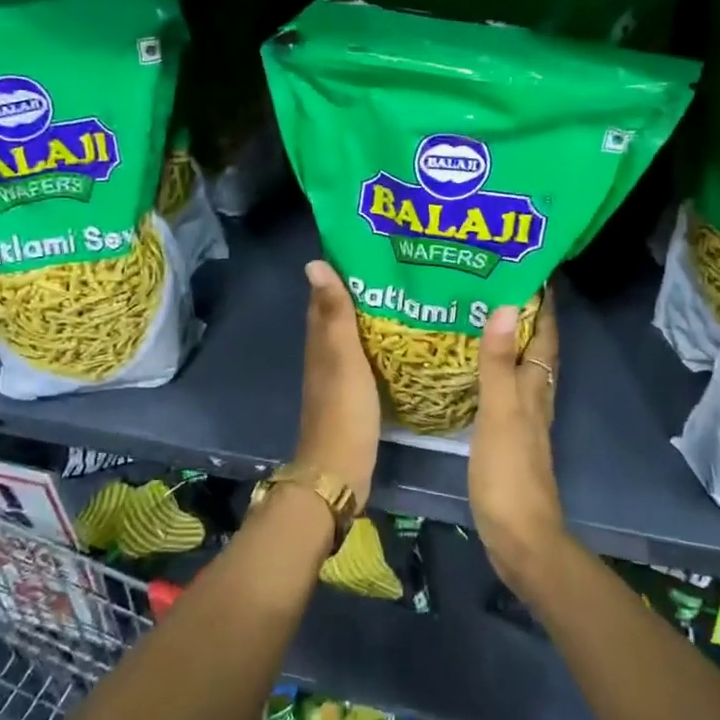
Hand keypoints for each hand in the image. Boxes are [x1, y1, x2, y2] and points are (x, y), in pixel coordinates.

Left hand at [292, 260, 380, 509]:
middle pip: (339, 316)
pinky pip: (365, 360)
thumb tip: (315, 263)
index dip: (340, 273)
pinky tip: (401, 343)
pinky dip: (378, 346)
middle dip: (361, 292)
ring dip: (371, 319)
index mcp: (320, 342)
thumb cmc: (343, 409)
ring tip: (405, 298)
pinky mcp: (354, 397)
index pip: (325, 298)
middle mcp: (325, 356)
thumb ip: (334, 313)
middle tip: (397, 271)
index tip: (368, 250)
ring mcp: (339, 378)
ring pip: (352, 338)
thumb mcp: (342, 356)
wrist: (340, 469)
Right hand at [469, 292, 563, 587]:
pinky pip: (505, 392)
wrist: (519, 537)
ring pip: (522, 370)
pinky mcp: (508, 439)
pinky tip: (474, 372)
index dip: (544, 305)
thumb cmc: (509, 474)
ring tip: (483, 317)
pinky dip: (495, 372)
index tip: (533, 269)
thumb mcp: (499, 413)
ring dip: (511, 343)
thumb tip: (507, 306)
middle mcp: (535, 399)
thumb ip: (499, 363)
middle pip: (538, 350)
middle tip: (497, 285)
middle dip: (526, 317)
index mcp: (536, 389)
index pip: (546, 336)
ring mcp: (523, 421)